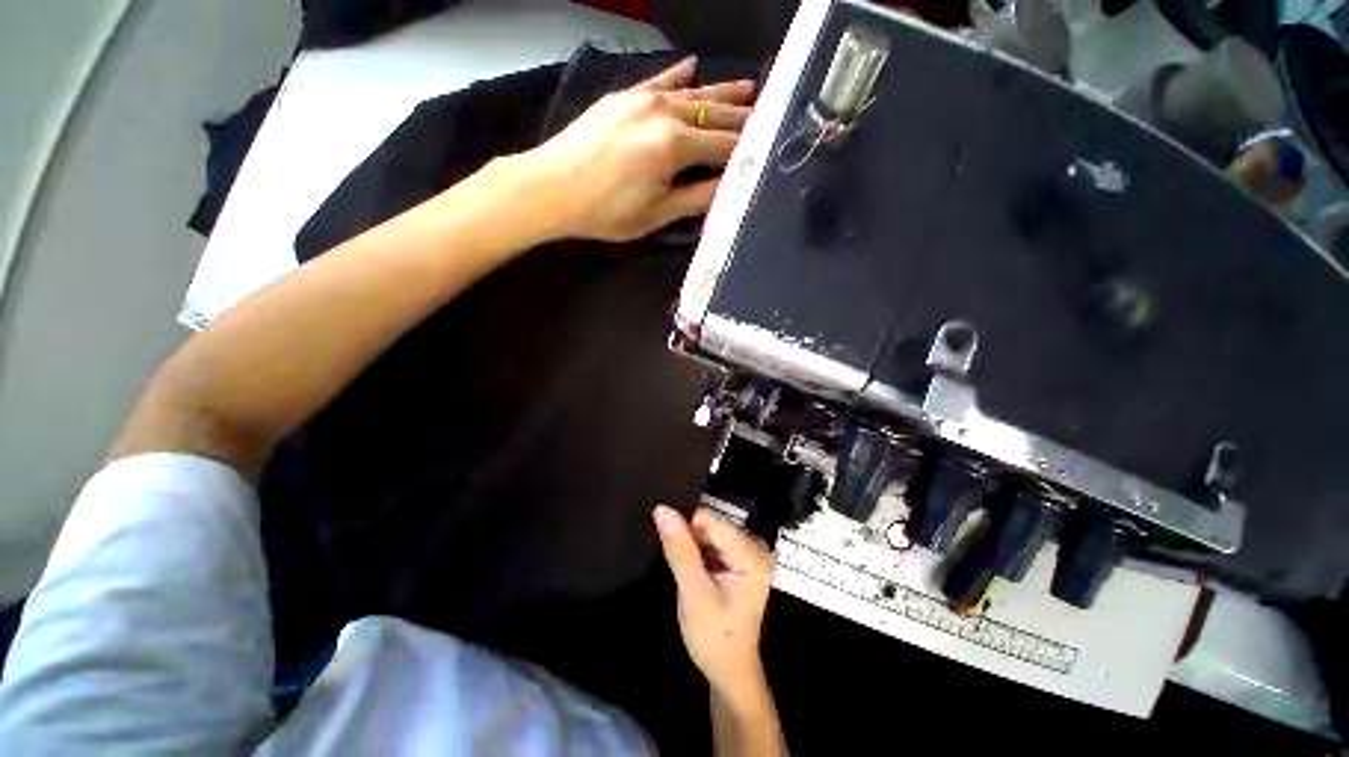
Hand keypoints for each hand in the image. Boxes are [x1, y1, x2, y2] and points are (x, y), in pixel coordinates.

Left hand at [523, 57, 753, 241]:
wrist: (550, 188)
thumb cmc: (606, 210)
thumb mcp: (656, 214)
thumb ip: (697, 198)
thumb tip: (728, 186)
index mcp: (675, 145)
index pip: (724, 146)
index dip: (746, 151)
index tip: (766, 153)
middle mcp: (665, 112)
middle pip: (714, 114)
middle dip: (742, 118)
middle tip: (768, 116)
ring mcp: (642, 98)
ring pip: (693, 93)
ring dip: (722, 92)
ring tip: (749, 87)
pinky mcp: (623, 97)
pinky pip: (659, 81)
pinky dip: (679, 76)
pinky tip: (693, 66)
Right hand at [654, 505, 773, 696]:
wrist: (729, 669)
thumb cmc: (715, 637)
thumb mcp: (694, 594)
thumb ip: (680, 550)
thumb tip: (662, 510)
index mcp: (752, 555)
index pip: (712, 522)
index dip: (687, 528)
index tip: (670, 545)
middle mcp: (754, 546)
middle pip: (712, 524)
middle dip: (690, 536)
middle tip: (677, 562)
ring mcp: (747, 551)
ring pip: (708, 531)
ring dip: (691, 543)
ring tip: (683, 565)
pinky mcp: (737, 557)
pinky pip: (711, 540)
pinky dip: (697, 549)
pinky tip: (692, 567)